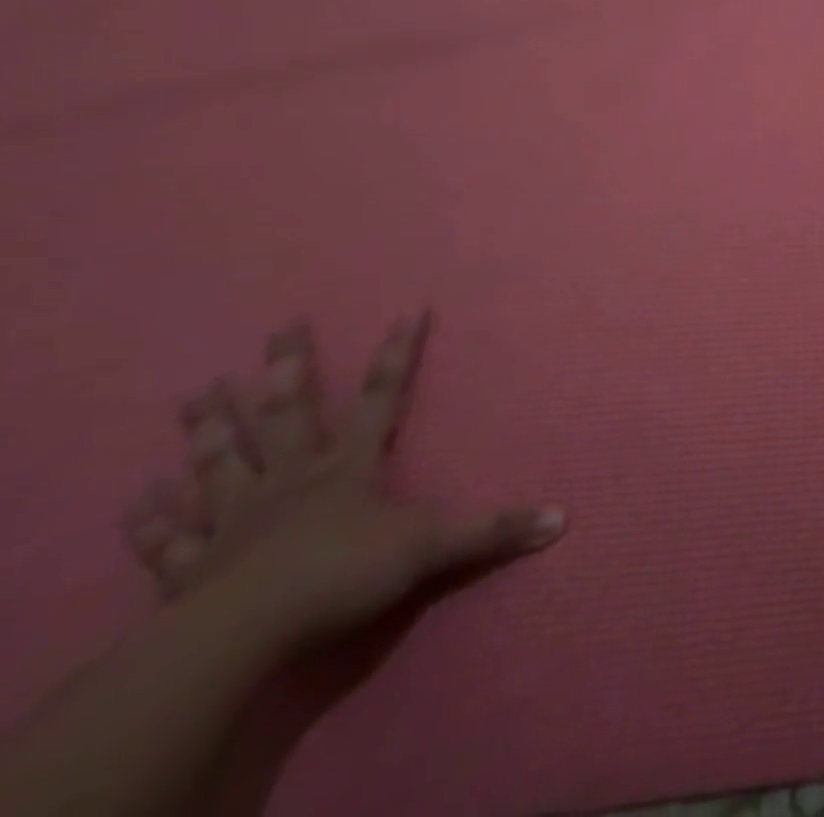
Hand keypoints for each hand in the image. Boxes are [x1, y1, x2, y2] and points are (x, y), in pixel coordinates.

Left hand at [123, 312, 563, 656]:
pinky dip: (152, 519)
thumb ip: (495, 530)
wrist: (242, 637)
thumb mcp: (433, 548)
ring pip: (222, 461)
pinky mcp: (190, 566)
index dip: (399, 352)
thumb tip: (564, 517)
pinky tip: (137, 498)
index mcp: (348, 467)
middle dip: (288, 368)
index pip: (384, 396)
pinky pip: (168, 538)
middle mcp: (291, 479)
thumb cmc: (341, 575)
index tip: (409, 308)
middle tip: (280, 327)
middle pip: (289, 413)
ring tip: (195, 391)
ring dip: (211, 427)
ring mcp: (235, 519)